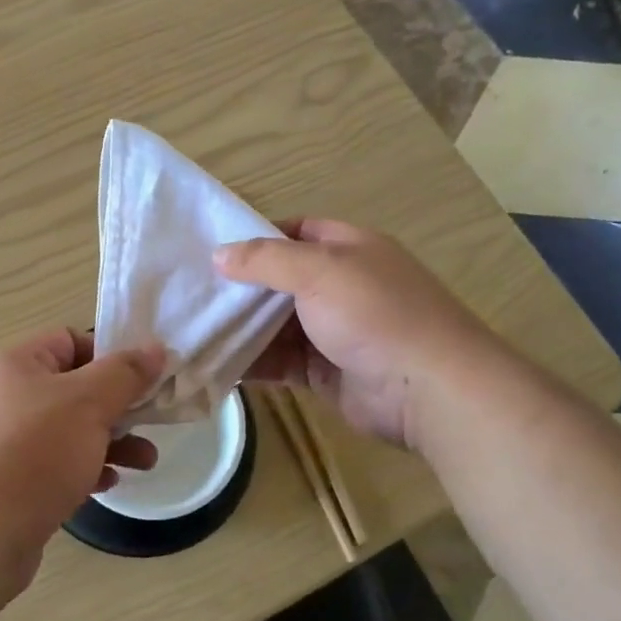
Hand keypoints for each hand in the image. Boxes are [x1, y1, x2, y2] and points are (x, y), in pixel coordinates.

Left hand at [0, 329, 163, 599]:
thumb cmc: (32, 454)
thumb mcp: (88, 403)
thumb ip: (125, 373)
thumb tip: (154, 348)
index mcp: (13, 364)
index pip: (69, 341)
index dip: (109, 355)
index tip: (144, 380)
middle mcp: (2, 397)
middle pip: (72, 389)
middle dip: (117, 406)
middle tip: (152, 423)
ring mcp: (0, 443)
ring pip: (66, 431)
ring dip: (108, 442)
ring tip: (146, 462)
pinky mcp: (4, 484)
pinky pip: (51, 466)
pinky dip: (82, 470)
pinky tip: (106, 485)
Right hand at [214, 219, 501, 450]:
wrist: (428, 389)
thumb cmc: (375, 314)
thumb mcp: (318, 271)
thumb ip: (265, 260)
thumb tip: (218, 255)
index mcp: (348, 249)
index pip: (295, 231)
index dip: (255, 237)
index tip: (212, 249)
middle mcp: (340, 286)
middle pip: (280, 280)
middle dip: (240, 287)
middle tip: (191, 292)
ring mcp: (333, 330)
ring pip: (275, 324)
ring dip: (240, 327)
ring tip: (191, 329)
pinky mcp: (324, 370)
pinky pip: (279, 361)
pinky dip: (251, 362)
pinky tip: (216, 364)